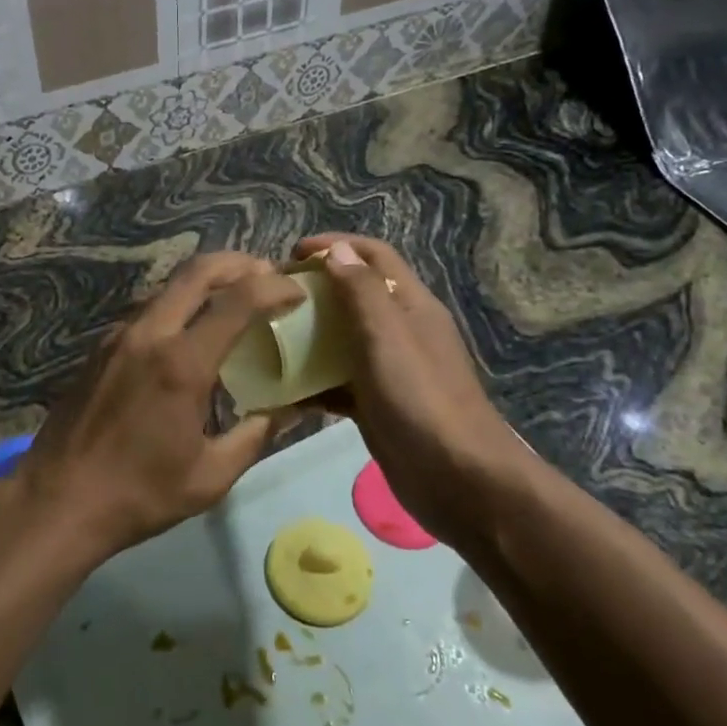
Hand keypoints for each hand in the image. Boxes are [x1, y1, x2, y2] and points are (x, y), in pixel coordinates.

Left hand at [13, 252, 305, 559]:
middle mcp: (149, 334)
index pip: (238, 301)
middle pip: (196, 272)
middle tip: (266, 272)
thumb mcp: (211, 476)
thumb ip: (255, 434)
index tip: (297, 292)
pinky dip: (178, 305)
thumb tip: (290, 409)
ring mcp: (118, 336)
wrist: (58, 498)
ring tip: (233, 298)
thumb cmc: (140, 494)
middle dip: (238, 263)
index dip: (274, 287)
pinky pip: (147, 310)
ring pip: (168, 287)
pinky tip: (189, 332)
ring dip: (205, 282)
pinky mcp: (100, 347)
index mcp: (182, 363)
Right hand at [293, 235, 528, 547]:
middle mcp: (401, 330)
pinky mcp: (376, 404)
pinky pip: (338, 381)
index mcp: (411, 305)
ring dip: (308, 334)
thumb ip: (361, 291)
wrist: (459, 480)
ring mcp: (389, 369)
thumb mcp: (387, 336)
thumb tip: (337, 250)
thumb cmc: (421, 398)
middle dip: (315, 289)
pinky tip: (280, 390)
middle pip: (354, 294)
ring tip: (267, 337)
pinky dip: (312, 381)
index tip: (291, 254)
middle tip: (272, 297)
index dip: (335, 245)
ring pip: (342, 338)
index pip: (373, 256)